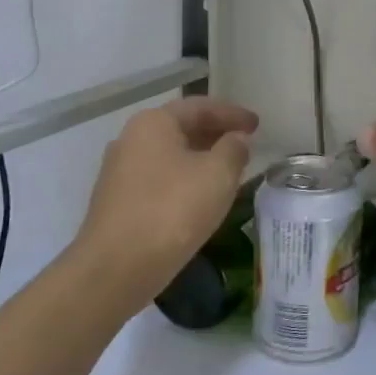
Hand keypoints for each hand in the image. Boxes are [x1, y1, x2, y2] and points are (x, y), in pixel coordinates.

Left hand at [69, 97, 257, 293]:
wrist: (117, 267)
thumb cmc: (173, 210)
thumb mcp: (218, 174)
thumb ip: (234, 149)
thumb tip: (236, 140)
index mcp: (153, 123)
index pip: (200, 107)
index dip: (232, 114)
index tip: (258, 125)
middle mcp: (130, 140)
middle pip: (181, 128)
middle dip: (215, 134)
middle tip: (246, 144)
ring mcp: (120, 172)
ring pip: (171, 155)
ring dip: (201, 158)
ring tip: (229, 170)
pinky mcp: (118, 201)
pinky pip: (160, 178)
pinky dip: (185, 179)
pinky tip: (202, 196)